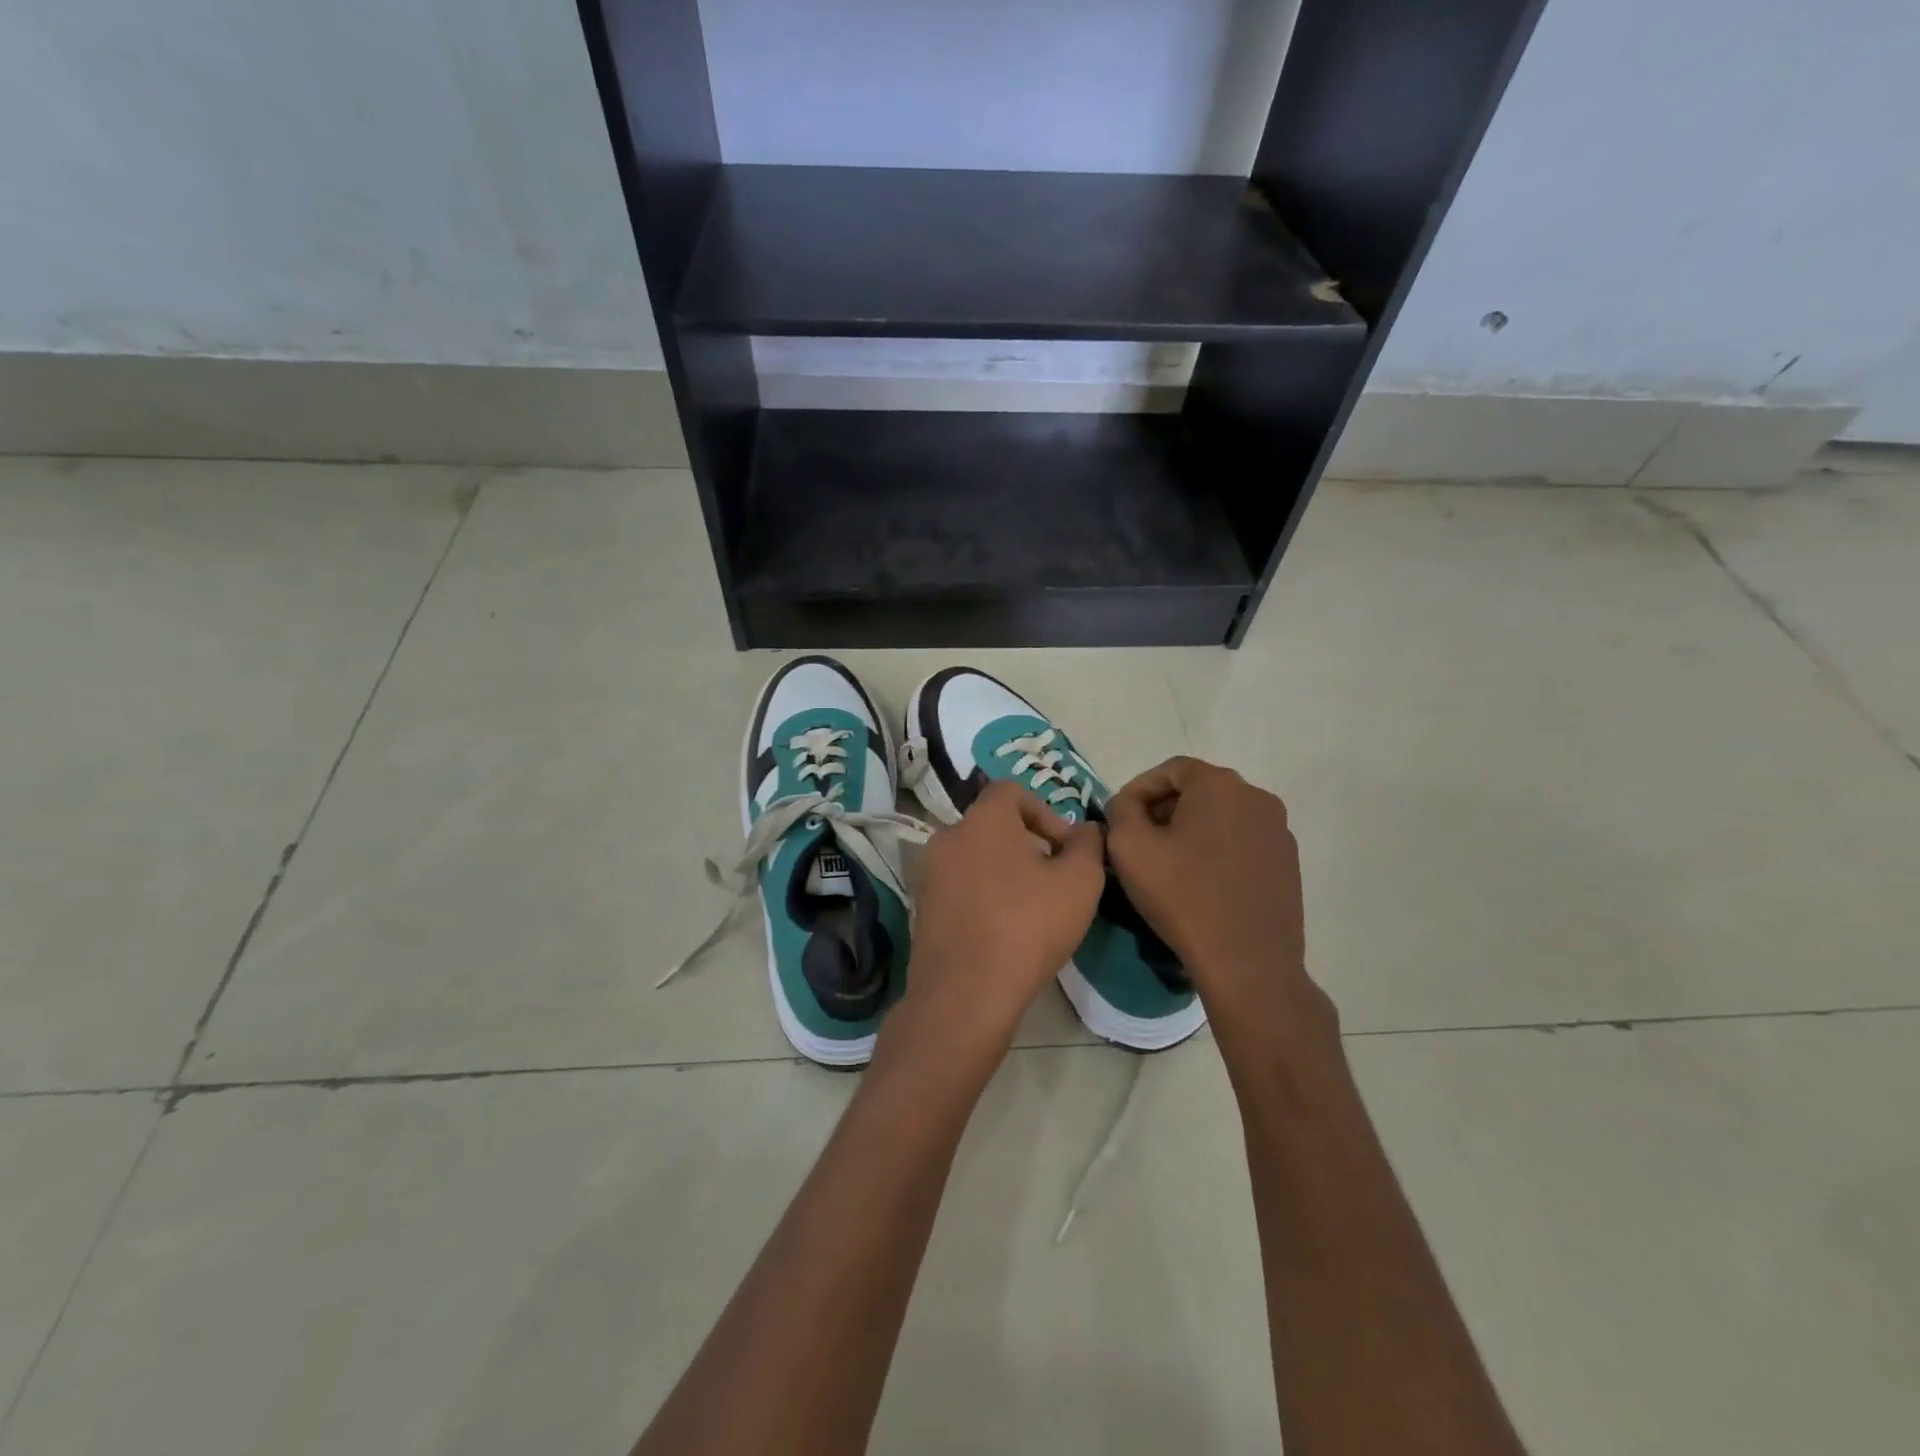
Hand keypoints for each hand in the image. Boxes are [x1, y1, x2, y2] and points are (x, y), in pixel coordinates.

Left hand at [894, 780, 1105, 1061]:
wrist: (965, 994)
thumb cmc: (1028, 927)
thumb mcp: (1080, 882)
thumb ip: (1088, 845)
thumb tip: (1086, 831)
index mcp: (982, 819)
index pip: (1012, 790)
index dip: (1045, 811)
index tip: (1065, 848)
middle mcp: (947, 837)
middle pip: (992, 825)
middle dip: (1027, 844)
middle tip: (1053, 879)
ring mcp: (929, 873)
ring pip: (975, 857)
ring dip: (1004, 871)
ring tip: (1031, 907)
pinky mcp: (921, 908)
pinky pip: (959, 887)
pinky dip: (982, 896)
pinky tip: (1002, 930)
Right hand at [1105, 757, 1323, 1033]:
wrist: (1247, 962)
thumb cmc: (1182, 896)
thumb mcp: (1129, 847)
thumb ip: (1120, 810)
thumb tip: (1128, 805)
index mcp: (1220, 784)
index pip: (1170, 769)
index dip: (1139, 789)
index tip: (1120, 817)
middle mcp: (1257, 797)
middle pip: (1199, 790)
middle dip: (1165, 809)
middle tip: (1139, 840)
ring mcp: (1278, 831)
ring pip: (1222, 816)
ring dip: (1191, 830)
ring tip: (1168, 863)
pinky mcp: (1288, 863)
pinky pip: (1242, 842)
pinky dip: (1217, 850)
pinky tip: (1201, 882)